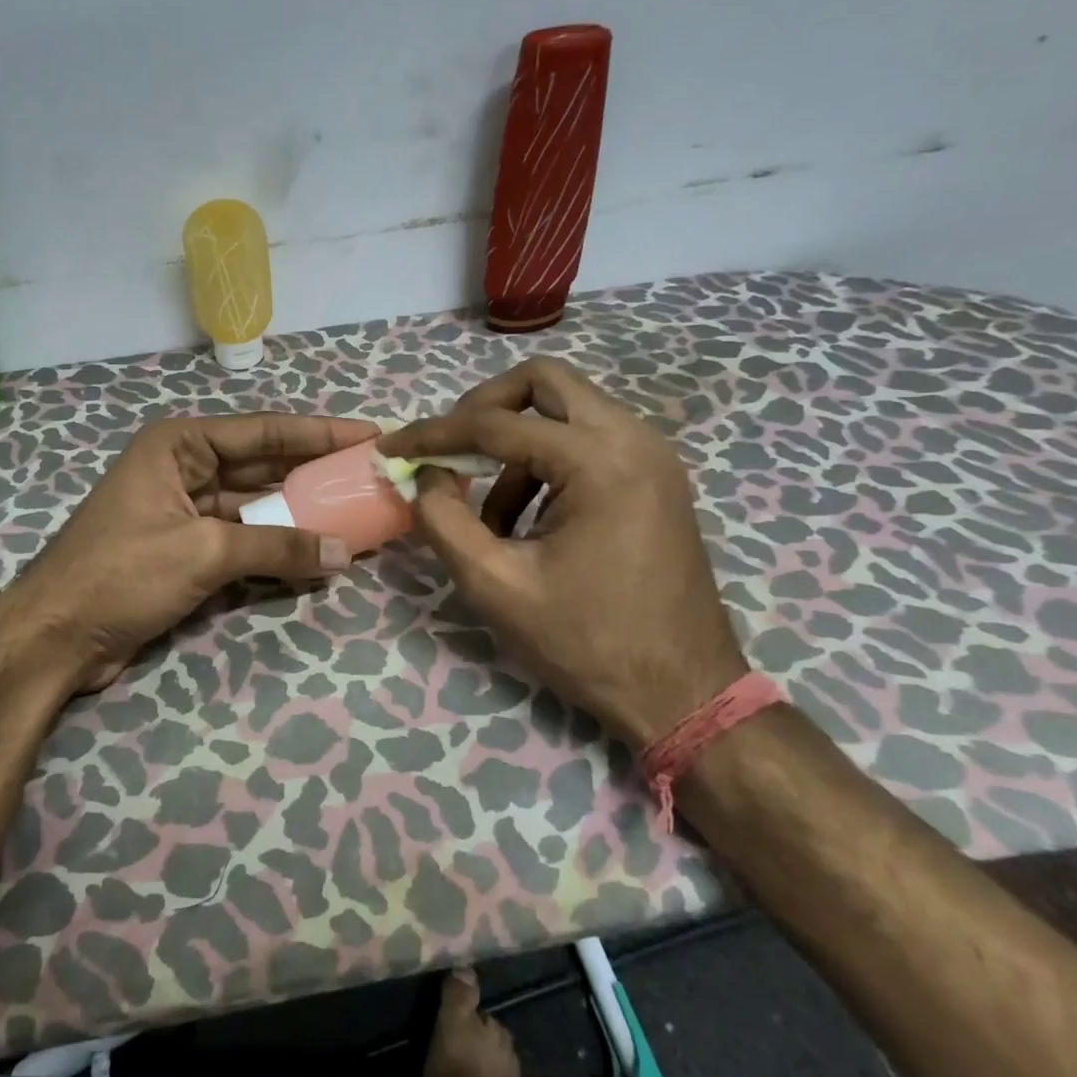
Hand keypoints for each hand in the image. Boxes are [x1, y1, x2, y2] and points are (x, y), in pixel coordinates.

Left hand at [0, 412, 378, 694]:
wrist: (55, 637)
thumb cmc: (121, 574)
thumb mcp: (203, 552)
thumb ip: (277, 546)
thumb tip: (344, 553)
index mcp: (180, 445)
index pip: (263, 431)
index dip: (319, 432)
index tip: (369, 433)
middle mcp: (184, 468)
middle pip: (262, 465)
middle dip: (314, 471)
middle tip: (369, 473)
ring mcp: (185, 510)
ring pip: (256, 504)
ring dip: (300, 512)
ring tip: (356, 511)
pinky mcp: (186, 548)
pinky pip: (243, 538)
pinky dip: (276, 545)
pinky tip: (318, 550)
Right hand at [380, 359, 744, 748]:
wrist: (683, 695)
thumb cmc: (587, 644)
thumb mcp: (495, 586)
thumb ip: (443, 520)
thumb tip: (424, 475)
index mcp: (598, 460)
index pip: (495, 423)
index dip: (433, 433)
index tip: (392, 446)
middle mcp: (633, 439)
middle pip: (543, 382)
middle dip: (483, 408)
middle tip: (450, 450)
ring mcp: (652, 456)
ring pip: (566, 409)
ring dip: (515, 443)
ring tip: (488, 512)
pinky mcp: (655, 478)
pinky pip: (587, 440)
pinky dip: (545, 462)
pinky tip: (526, 521)